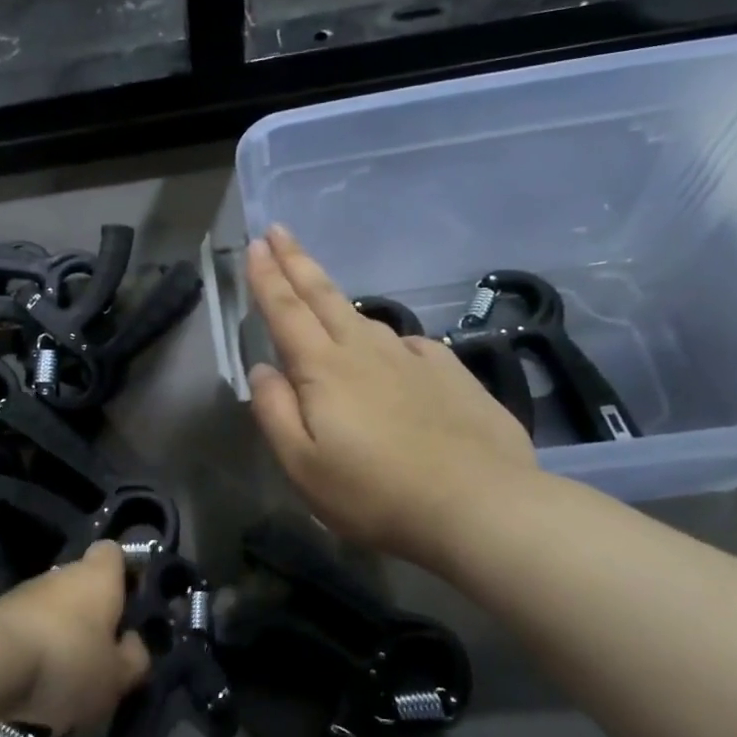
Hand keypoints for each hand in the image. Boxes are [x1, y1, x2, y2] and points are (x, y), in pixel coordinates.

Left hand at [0, 542, 149, 730]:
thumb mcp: (116, 676)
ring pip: (54, 609)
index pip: (114, 553)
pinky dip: (35, 650)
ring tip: (68, 677)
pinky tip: (36, 682)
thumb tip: (132, 644)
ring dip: (62, 634)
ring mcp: (25, 592)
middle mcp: (61, 574)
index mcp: (98, 576)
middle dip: (92, 615)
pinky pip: (28, 629)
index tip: (131, 603)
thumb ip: (133, 659)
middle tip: (102, 654)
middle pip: (83, 585)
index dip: (124, 573)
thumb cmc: (67, 660)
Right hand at [246, 225, 536, 567]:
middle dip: (297, 261)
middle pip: (324, 297)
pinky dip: (386, 339)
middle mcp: (366, 352)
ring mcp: (413, 359)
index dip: (267, 277)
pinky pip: (407, 345)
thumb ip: (275, 412)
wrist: (481, 506)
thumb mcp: (302, 466)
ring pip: (364, 318)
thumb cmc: (375, 493)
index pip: (286, 311)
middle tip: (279, 231)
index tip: (256, 244)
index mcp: (324, 370)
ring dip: (335, 297)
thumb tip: (262, 370)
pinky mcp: (451, 375)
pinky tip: (389, 351)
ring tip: (320, 291)